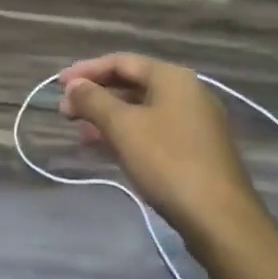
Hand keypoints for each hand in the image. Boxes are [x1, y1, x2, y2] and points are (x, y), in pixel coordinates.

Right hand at [59, 53, 262, 238]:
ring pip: (142, 109)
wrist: (218, 217)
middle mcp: (187, 92)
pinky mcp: (195, 149)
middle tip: (65, 111)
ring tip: (80, 131)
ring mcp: (194, 122)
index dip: (87, 70)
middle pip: (132, 83)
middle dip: (96, 95)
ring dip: (108, 116)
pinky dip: (127, 132)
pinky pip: (153, 129)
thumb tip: (73, 85)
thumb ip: (94, 100)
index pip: (122, 61)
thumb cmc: (167, 162)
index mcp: (172, 77)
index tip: (58, 84)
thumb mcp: (123, 127)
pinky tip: (107, 147)